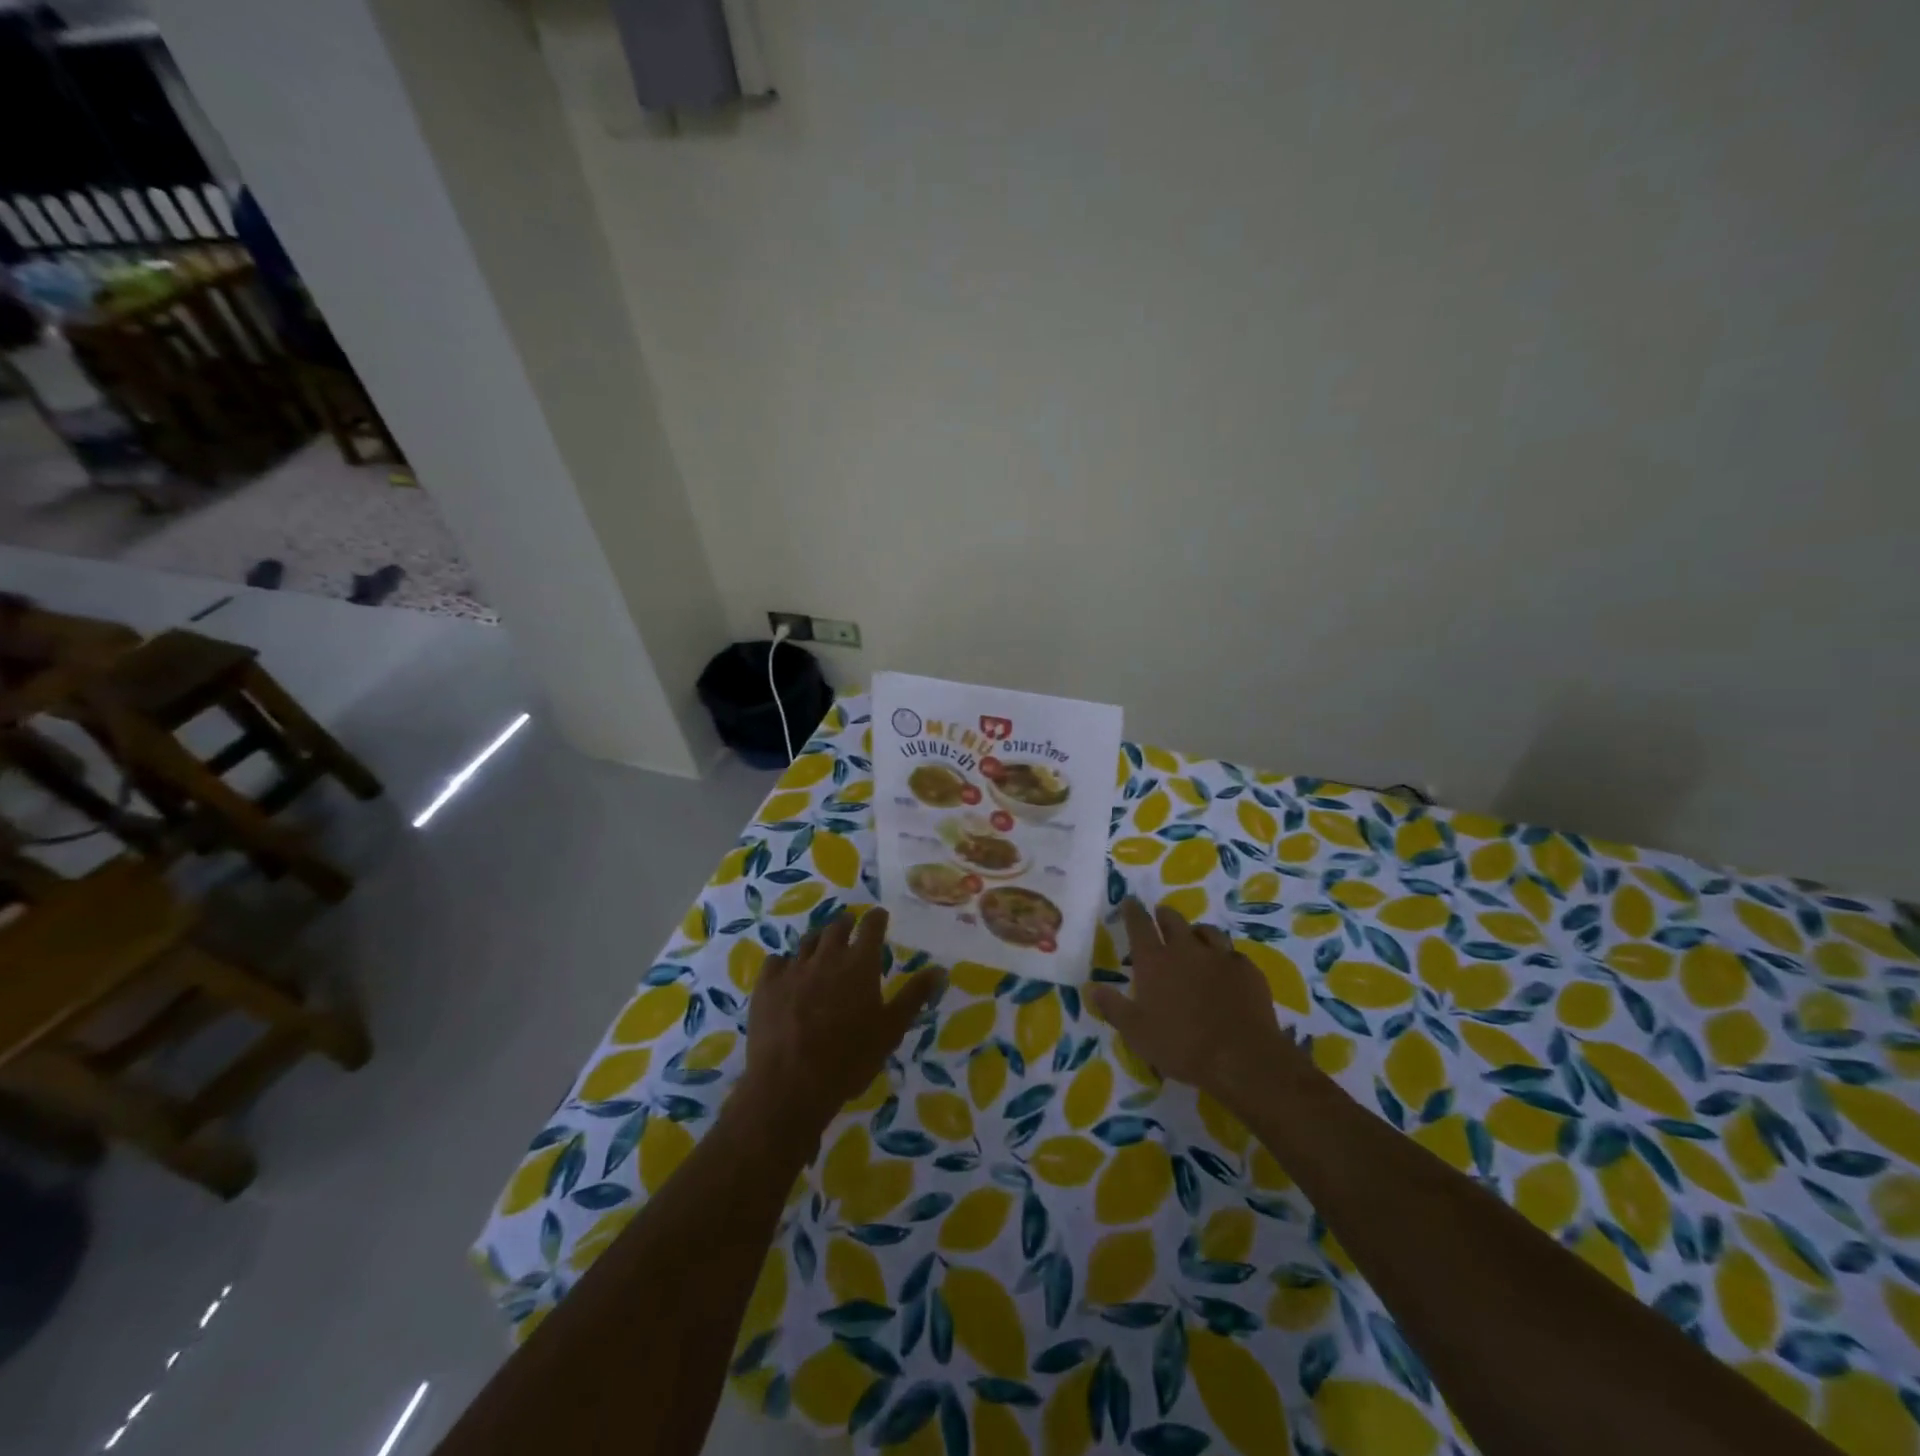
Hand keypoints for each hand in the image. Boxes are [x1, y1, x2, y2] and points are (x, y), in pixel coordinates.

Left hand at [738, 907, 943, 1140]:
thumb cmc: (849, 1058)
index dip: (876, 918)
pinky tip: (785, 971)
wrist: (790, 1083)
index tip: (879, 915)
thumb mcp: (891, 1030)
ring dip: (818, 940)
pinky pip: (776, 962)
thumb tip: (939, 969)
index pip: (871, 926)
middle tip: (850, 927)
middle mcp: (827, 957)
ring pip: (807, 941)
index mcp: (860, 964)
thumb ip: (914, 996)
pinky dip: (784, 962)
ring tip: (821, 945)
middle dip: (845, 924)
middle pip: (836, 927)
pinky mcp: (766, 986)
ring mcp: (793, 969)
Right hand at [1087, 899, 1300, 1106]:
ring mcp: (1220, 956)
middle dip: (1163, 915)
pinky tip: (1226, 968)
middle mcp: (1186, 950)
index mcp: (1154, 961)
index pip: (1139, 925)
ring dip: (1196, 931)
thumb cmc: (1181, 1046)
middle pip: (1173, 920)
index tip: (1129, 901)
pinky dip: (1225, 956)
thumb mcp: (1136, 1033)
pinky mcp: (1247, 969)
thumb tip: (1092, 988)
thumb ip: (1113, 1007)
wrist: (1241, 1058)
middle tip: (1160, 916)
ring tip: (1194, 937)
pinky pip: (1233, 953)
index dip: (1132, 911)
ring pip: (1206, 931)